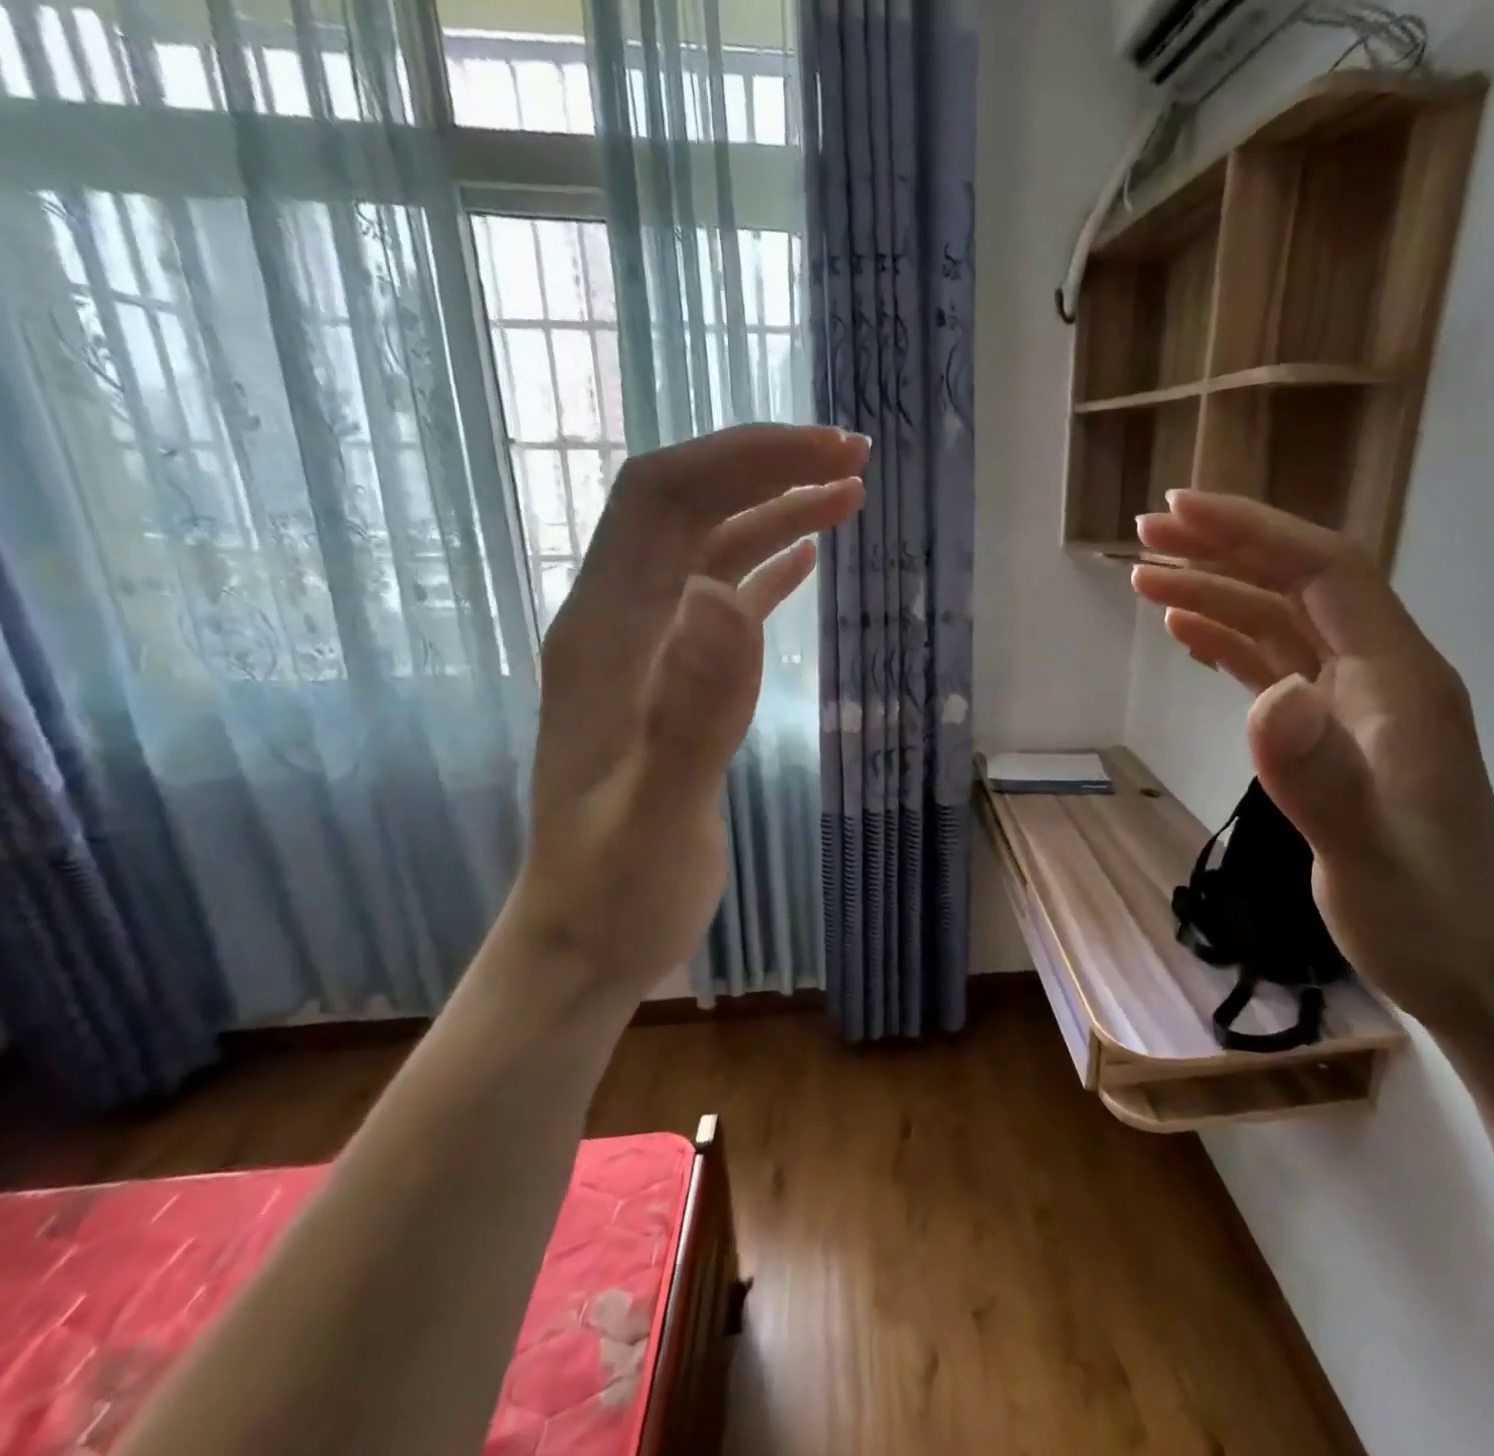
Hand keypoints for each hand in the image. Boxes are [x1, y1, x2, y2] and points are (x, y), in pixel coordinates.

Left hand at [511, 425, 867, 1006]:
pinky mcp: (670, 684)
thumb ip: (692, 708)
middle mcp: (617, 623)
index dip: (745, 459)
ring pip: (707, 548)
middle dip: (766, 467)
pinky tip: (805, 560)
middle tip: (855, 460)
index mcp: (605, 633)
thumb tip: (722, 596)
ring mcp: (643, 653)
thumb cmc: (618, 888)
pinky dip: (764, 567)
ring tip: (848, 496)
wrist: (584, 941)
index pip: (665, 497)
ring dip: (773, 511)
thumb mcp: (660, 810)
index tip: (830, 453)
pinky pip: (718, 600)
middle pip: (686, 505)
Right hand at [1132, 491, 1493, 1034]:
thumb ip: (1320, 777)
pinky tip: (1189, 633)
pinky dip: (1229, 640)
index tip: (1179, 511)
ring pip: (1279, 623)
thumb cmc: (1421, 915)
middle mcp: (1380, 673)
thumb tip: (1269, 698)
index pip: (1325, 571)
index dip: (1252, 532)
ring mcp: (1356, 703)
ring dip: (1216, 593)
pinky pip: (1276, 665)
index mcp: (1398, 678)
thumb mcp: (1366, 854)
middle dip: (1222, 549)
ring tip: (1146, 579)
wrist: (1464, 967)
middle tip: (1146, 533)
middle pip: (1297, 584)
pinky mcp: (1333, 733)